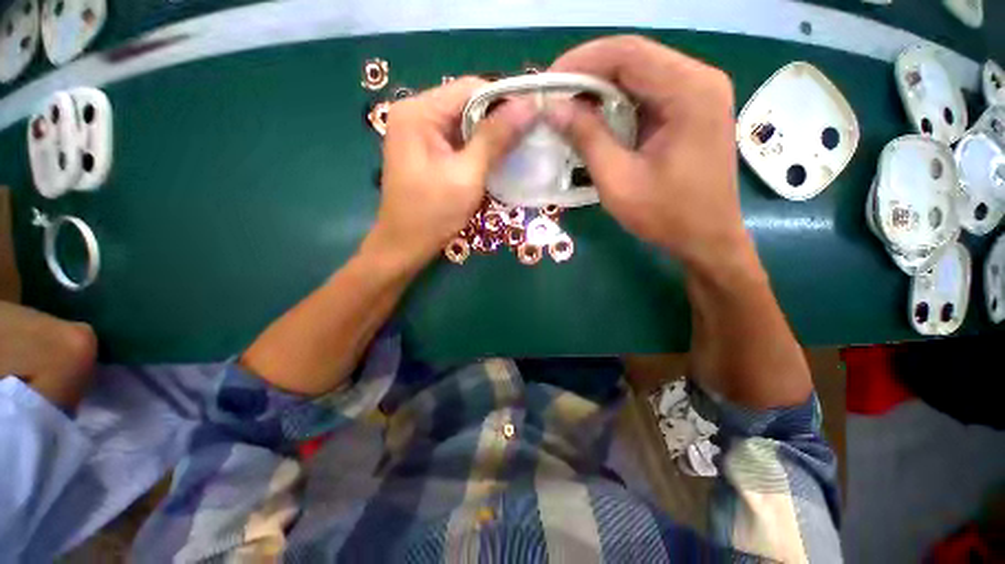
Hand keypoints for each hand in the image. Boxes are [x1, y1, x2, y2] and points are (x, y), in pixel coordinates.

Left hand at [364, 77, 535, 268]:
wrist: (405, 246)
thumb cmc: (433, 214)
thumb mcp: (467, 175)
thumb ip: (495, 138)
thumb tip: (528, 106)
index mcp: (419, 112)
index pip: (471, 88)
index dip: (506, 99)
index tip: (535, 115)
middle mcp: (416, 114)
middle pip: (468, 104)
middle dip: (500, 119)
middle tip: (531, 134)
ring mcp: (420, 133)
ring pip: (465, 123)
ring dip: (491, 136)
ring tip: (520, 146)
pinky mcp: (426, 151)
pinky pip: (459, 140)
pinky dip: (479, 148)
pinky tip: (498, 158)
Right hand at [544, 36, 754, 273]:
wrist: (706, 238)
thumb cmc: (665, 215)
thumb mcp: (618, 180)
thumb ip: (586, 138)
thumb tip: (553, 108)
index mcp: (689, 91)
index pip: (627, 53)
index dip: (581, 62)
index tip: (547, 83)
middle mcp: (700, 79)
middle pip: (634, 57)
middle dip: (588, 73)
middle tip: (554, 95)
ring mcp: (699, 92)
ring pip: (640, 72)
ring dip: (600, 86)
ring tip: (568, 106)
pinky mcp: (692, 108)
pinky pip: (648, 91)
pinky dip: (617, 101)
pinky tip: (595, 117)